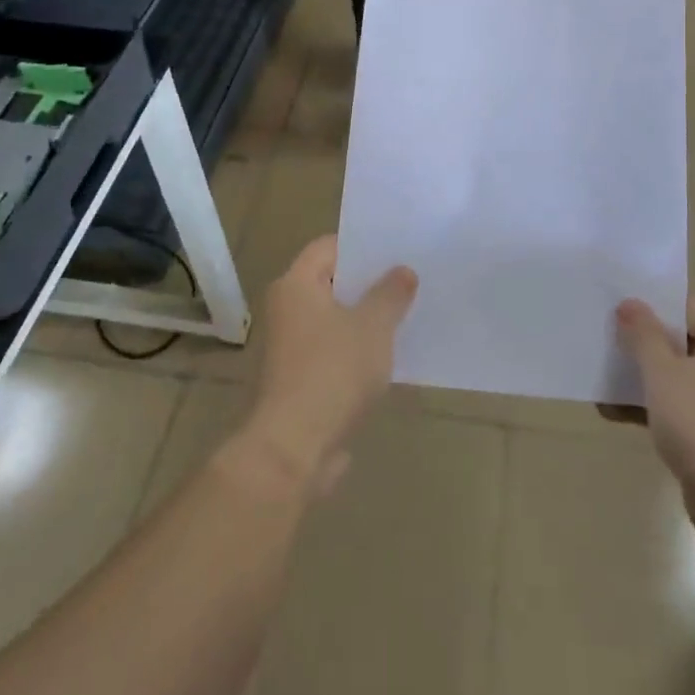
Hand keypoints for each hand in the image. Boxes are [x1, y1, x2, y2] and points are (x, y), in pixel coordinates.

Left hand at [243, 236, 417, 495]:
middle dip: (368, 284)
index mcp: (296, 284)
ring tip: (405, 316)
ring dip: (364, 319)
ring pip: (333, 319)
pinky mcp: (298, 380)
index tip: (396, 251)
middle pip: (331, 283)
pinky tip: (387, 357)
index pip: (329, 247)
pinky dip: (356, 350)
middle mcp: (286, 309)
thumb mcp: (373, 326)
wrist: (293, 448)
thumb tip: (403, 271)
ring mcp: (290, 347)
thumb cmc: (332, 372)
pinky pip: (333, 351)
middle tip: (408, 280)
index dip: (363, 246)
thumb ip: (390, 294)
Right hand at [613, 296, 694, 492]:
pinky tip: (617, 417)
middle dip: (646, 348)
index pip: (692, 308)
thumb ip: (643, 334)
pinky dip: (658, 412)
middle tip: (609, 347)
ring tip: (604, 386)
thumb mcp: (662, 371)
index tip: (621, 315)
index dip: (656, 308)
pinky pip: (688, 413)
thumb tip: (630, 303)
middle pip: (686, 345)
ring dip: (646, 383)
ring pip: (683, 381)